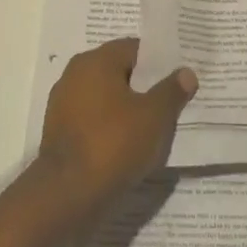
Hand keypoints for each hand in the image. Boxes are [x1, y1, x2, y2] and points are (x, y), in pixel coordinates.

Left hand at [37, 38, 196, 211]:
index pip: (135, 49)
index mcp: (95, 61)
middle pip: (120, 73)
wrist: (66, 197)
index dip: (160, 62)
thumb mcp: (154, 116)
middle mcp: (75, 75)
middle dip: (145, 87)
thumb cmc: (113, 144)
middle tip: (171, 102)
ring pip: (107, 99)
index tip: (179, 78)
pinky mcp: (59, 133)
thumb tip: (186, 72)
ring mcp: (63, 105)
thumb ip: (172, 90)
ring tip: (154, 127)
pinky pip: (94, 121)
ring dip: (128, 109)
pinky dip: (111, 128)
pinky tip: (129, 145)